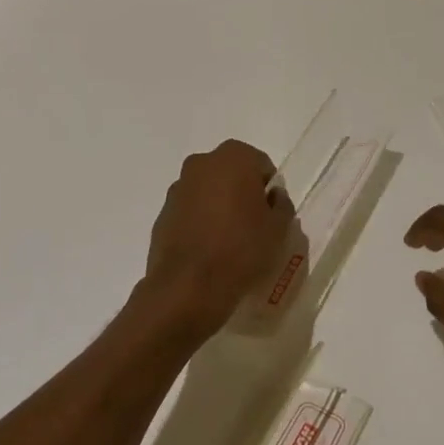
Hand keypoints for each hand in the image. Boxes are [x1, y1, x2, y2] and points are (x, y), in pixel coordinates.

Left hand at [142, 140, 293, 343]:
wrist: (188, 287)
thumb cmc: (242, 249)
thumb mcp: (279, 229)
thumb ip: (281, 204)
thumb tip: (272, 197)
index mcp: (233, 157)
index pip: (261, 165)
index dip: (269, 189)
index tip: (271, 214)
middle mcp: (201, 163)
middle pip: (231, 173)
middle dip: (242, 193)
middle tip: (253, 225)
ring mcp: (178, 188)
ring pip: (208, 191)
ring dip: (219, 206)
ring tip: (230, 241)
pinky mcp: (162, 214)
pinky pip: (190, 212)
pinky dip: (200, 222)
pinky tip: (209, 250)